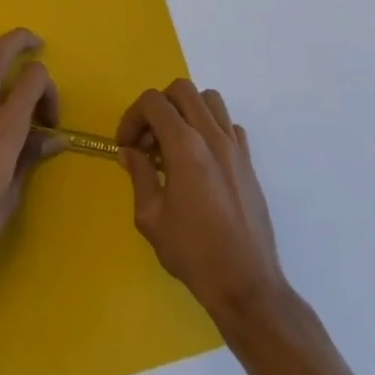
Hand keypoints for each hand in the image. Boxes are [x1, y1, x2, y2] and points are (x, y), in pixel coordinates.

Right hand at [117, 80, 287, 323]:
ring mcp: (235, 146)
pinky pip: (229, 125)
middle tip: (148, 140)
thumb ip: (139, 176)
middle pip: (182, 90)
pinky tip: (201, 159)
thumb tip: (130, 153)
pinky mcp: (249, 162)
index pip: (153, 102)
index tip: (126, 145)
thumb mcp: (151, 218)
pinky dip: (211, 129)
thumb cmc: (193, 253)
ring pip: (210, 100)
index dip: (132, 116)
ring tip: (174, 142)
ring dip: (187, 111)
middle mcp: (212, 136)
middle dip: (158, 106)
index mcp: (185, 146)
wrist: (246, 284)